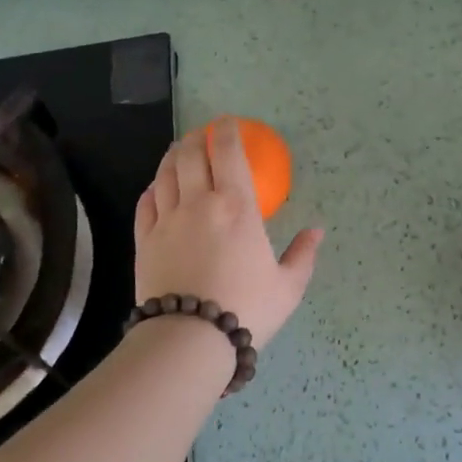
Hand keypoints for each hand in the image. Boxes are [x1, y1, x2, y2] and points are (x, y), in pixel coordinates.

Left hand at [134, 118, 323, 349]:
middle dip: (196, 138)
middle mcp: (198, 203)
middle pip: (189, 155)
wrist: (190, 338)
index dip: (226, 130)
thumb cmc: (247, 309)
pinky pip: (145, 203)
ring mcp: (167, 220)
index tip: (227, 123)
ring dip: (172, 157)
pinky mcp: (144, 240)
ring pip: (164, 174)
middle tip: (201, 136)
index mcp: (237, 206)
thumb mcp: (288, 287)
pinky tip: (156, 188)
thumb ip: (303, 255)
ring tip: (178, 152)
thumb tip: (317, 231)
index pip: (227, 152)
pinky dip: (152, 188)